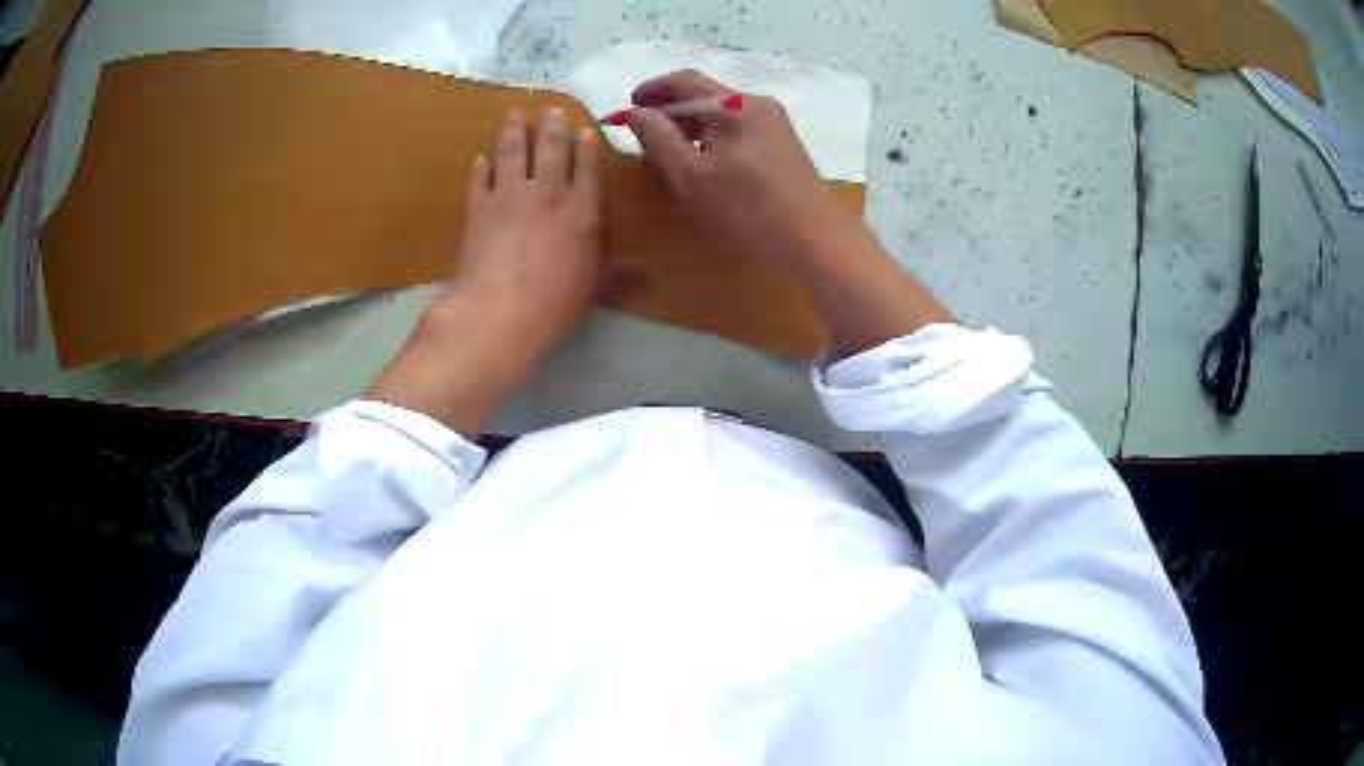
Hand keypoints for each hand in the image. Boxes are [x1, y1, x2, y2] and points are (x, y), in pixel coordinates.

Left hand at [454, 107, 602, 351]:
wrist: (497, 309)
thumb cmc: (554, 303)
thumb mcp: (592, 289)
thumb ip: (614, 273)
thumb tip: (643, 270)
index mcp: (580, 211)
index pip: (586, 170)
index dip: (586, 148)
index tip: (585, 130)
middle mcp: (547, 194)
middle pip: (550, 151)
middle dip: (553, 128)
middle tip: (552, 110)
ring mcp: (508, 196)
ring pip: (513, 153)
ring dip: (514, 132)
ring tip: (515, 113)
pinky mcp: (477, 209)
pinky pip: (480, 179)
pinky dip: (482, 167)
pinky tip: (482, 159)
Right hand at [628, 70, 951, 356]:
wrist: (815, 240)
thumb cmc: (747, 208)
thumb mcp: (691, 175)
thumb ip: (659, 139)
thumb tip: (637, 112)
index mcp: (735, 105)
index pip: (685, 80)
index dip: (652, 89)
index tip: (628, 107)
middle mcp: (758, 105)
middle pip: (705, 96)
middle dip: (670, 111)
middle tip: (644, 136)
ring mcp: (775, 125)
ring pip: (722, 115)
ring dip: (691, 127)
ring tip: (669, 153)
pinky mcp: (784, 146)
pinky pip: (739, 130)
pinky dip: (713, 138)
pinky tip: (705, 164)